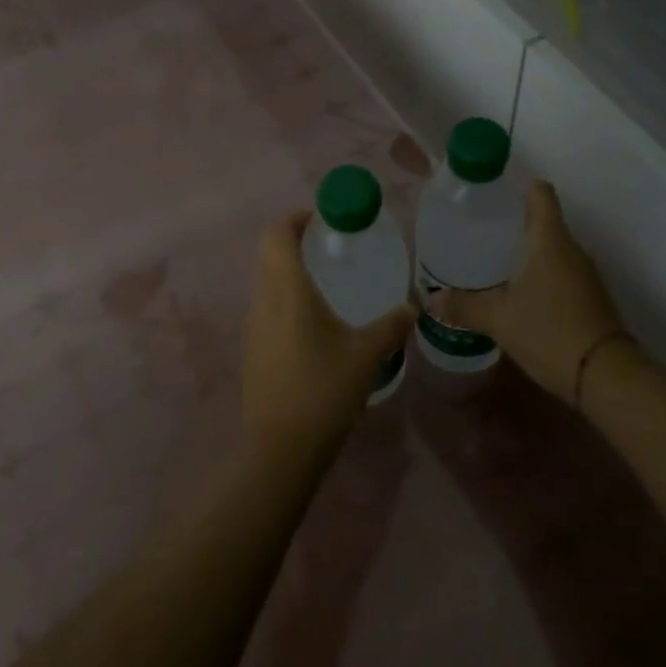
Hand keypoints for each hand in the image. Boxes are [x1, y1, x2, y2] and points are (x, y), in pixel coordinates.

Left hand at [243, 212, 414, 455]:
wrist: (280, 448)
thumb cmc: (324, 390)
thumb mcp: (366, 355)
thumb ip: (390, 326)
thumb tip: (412, 309)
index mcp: (287, 290)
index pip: (277, 235)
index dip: (295, 218)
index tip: (321, 218)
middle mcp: (263, 301)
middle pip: (269, 254)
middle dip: (294, 242)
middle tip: (328, 246)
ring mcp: (253, 327)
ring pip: (266, 282)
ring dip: (289, 271)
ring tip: (325, 282)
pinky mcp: (252, 350)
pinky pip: (267, 308)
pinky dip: (285, 299)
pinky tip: (313, 322)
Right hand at [430, 182, 626, 406]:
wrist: (606, 376)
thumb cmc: (549, 331)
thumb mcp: (498, 319)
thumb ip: (464, 305)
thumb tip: (431, 299)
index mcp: (549, 240)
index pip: (540, 193)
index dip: (517, 186)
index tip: (491, 195)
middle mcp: (571, 249)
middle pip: (543, 220)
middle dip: (512, 223)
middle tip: (477, 232)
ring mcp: (584, 274)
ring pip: (551, 248)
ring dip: (525, 251)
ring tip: (490, 262)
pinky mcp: (589, 296)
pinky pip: (559, 271)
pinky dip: (538, 274)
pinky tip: (515, 293)